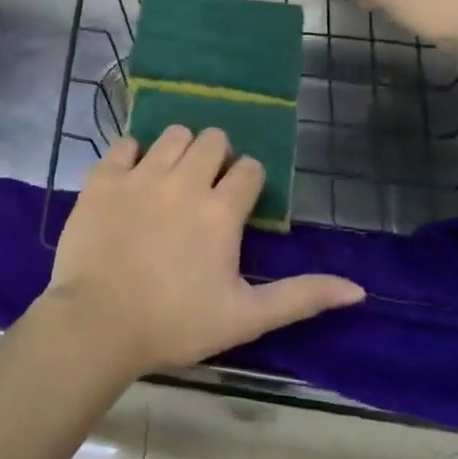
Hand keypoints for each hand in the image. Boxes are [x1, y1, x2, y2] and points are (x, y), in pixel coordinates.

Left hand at [39, 127, 364, 379]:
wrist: (98, 323)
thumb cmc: (175, 323)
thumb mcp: (245, 317)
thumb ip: (301, 297)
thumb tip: (359, 289)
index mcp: (220, 210)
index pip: (250, 170)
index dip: (248, 181)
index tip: (238, 202)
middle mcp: (184, 180)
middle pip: (212, 140)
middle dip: (217, 157)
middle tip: (206, 187)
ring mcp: (140, 174)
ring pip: (172, 135)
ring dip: (180, 149)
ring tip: (172, 178)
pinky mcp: (104, 177)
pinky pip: (125, 143)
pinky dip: (133, 154)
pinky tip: (133, 177)